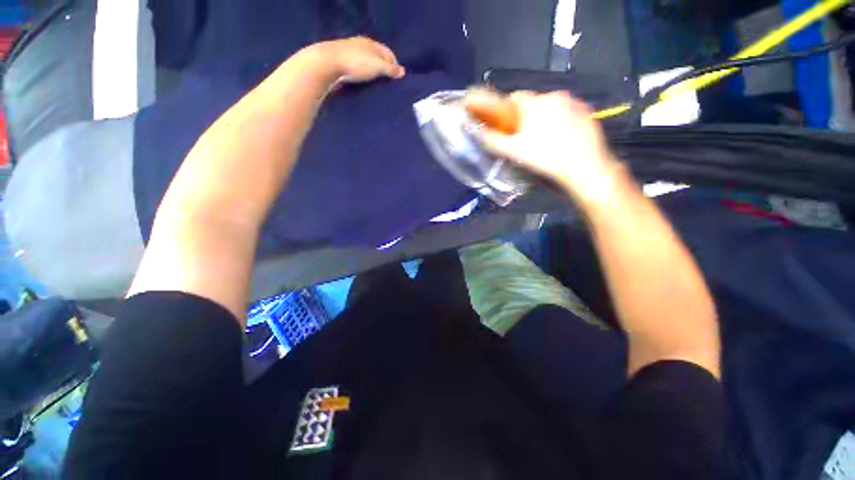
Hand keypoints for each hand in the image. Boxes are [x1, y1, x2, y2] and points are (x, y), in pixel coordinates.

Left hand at [304, 36, 404, 84]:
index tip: (398, 80)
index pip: (388, 52)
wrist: (327, 64)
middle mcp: (361, 46)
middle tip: (389, 85)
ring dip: (373, 74)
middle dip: (384, 70)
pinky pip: (358, 70)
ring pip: (367, 64)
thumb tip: (403, 72)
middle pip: (377, 58)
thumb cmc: (355, 63)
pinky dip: (363, 77)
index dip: (395, 65)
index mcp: (371, 43)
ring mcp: (350, 54)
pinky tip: (364, 86)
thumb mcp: (377, 66)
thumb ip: (390, 69)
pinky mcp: (342, 64)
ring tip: (377, 87)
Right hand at [463, 89, 620, 199]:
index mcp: (535, 102)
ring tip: (544, 142)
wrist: (584, 167)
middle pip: (532, 103)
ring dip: (543, 119)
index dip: (506, 113)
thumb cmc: (544, 157)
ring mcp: (575, 102)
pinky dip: (560, 122)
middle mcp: (555, 95)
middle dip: (525, 118)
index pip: (513, 98)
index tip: (506, 129)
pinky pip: (566, 113)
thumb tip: (477, 131)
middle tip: (524, 140)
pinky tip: (561, 140)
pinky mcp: (587, 112)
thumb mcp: (513, 151)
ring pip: (550, 108)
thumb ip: (492, 140)